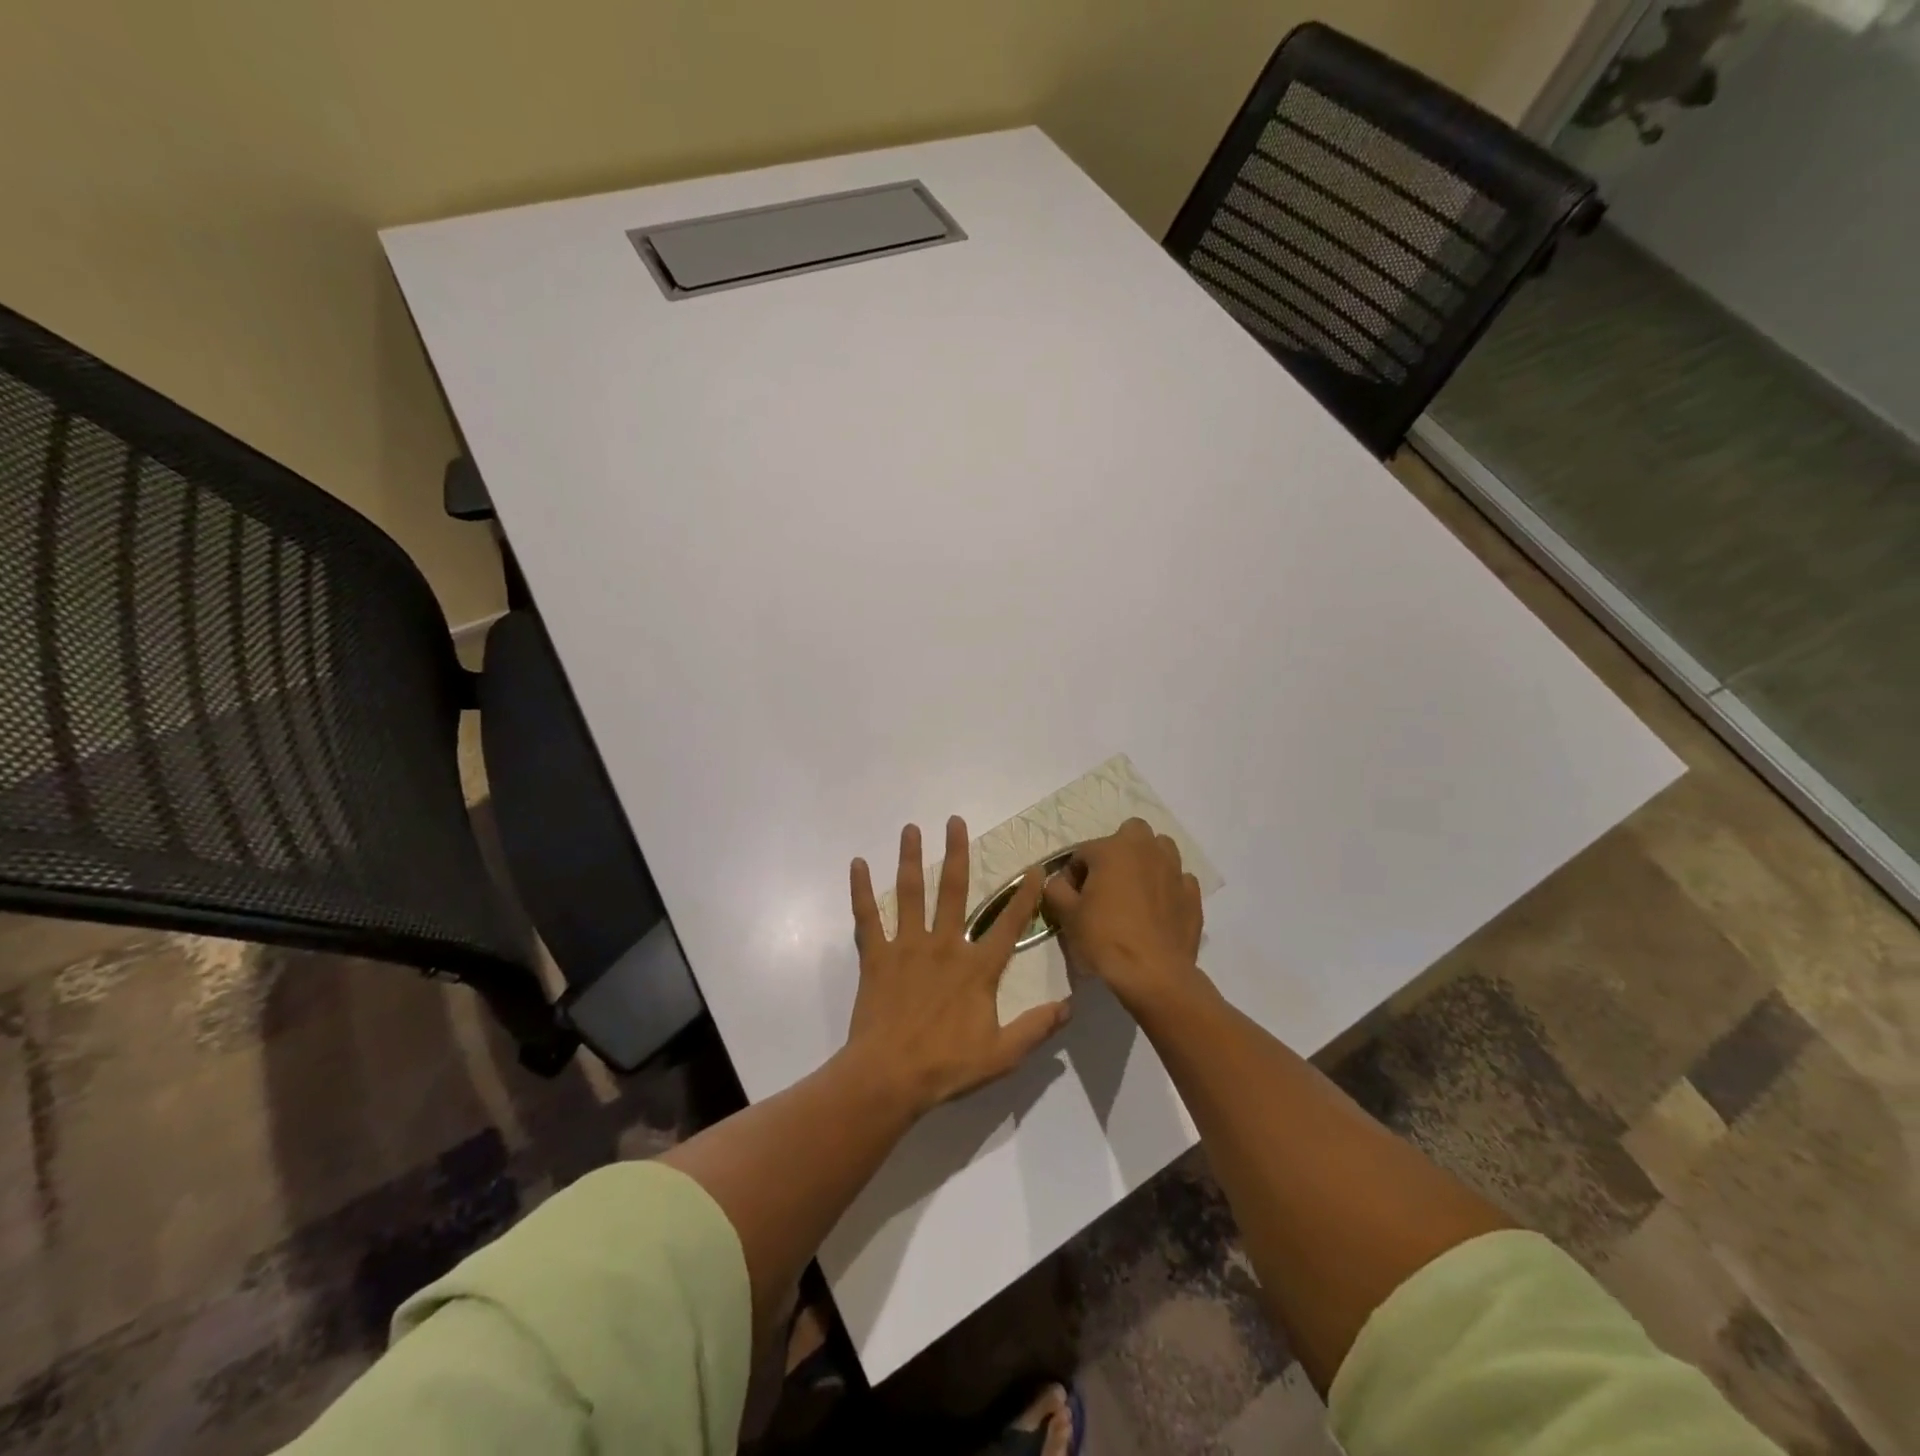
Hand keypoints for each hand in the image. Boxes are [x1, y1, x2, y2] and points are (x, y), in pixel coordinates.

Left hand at [845, 817, 1071, 1116]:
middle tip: (954, 821)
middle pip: (952, 890)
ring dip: (910, 858)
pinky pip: (867, 917)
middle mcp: (944, 946)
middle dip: (955, 853)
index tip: (1033, 868)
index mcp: (976, 968)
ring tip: (910, 828)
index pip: (1009, 925)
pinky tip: (857, 864)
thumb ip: (1036, 1028)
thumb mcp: (1002, 1055)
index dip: (1024, 897)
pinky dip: (860, 890)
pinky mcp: (876, 956)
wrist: (889, 1077)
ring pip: (909, 893)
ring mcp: (907, 947)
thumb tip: (1069, 1006)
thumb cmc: (946, 1066)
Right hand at [1043, 818, 1205, 1010]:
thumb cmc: (1104, 939)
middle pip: (1131, 833)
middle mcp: (1146, 850)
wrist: (1153, 974)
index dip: (1072, 874)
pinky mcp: (1193, 895)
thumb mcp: (1067, 915)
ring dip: (1147, 862)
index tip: (1070, 898)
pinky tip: (1159, 910)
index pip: (1083, 851)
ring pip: (1161, 850)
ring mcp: (1174, 871)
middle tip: (1107, 882)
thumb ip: (1056, 889)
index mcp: (1112, 849)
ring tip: (1135, 891)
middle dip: (1118, 850)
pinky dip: (1168, 888)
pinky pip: (1179, 880)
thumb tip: (1058, 882)